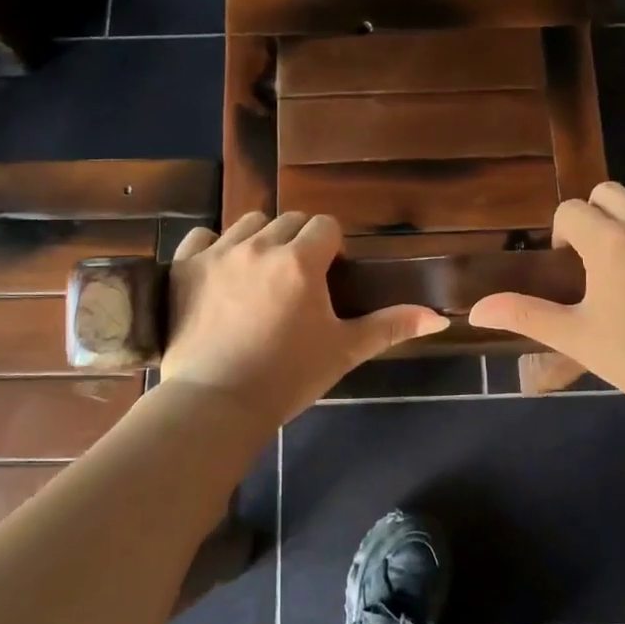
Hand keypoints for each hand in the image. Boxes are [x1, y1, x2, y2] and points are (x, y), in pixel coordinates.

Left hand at [161, 211, 449, 423]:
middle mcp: (260, 245)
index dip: (331, 247)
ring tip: (259, 275)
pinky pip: (202, 235)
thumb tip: (439, 317)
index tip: (327, 275)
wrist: (216, 403)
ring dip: (260, 240)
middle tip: (295, 281)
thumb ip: (391, 326)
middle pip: (289, 220)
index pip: (325, 225)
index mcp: (301, 261)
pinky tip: (218, 273)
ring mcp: (218, 252)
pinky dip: (213, 247)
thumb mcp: (344, 350)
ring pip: (249, 223)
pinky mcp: (185, 266)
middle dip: (298, 241)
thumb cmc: (287, 378)